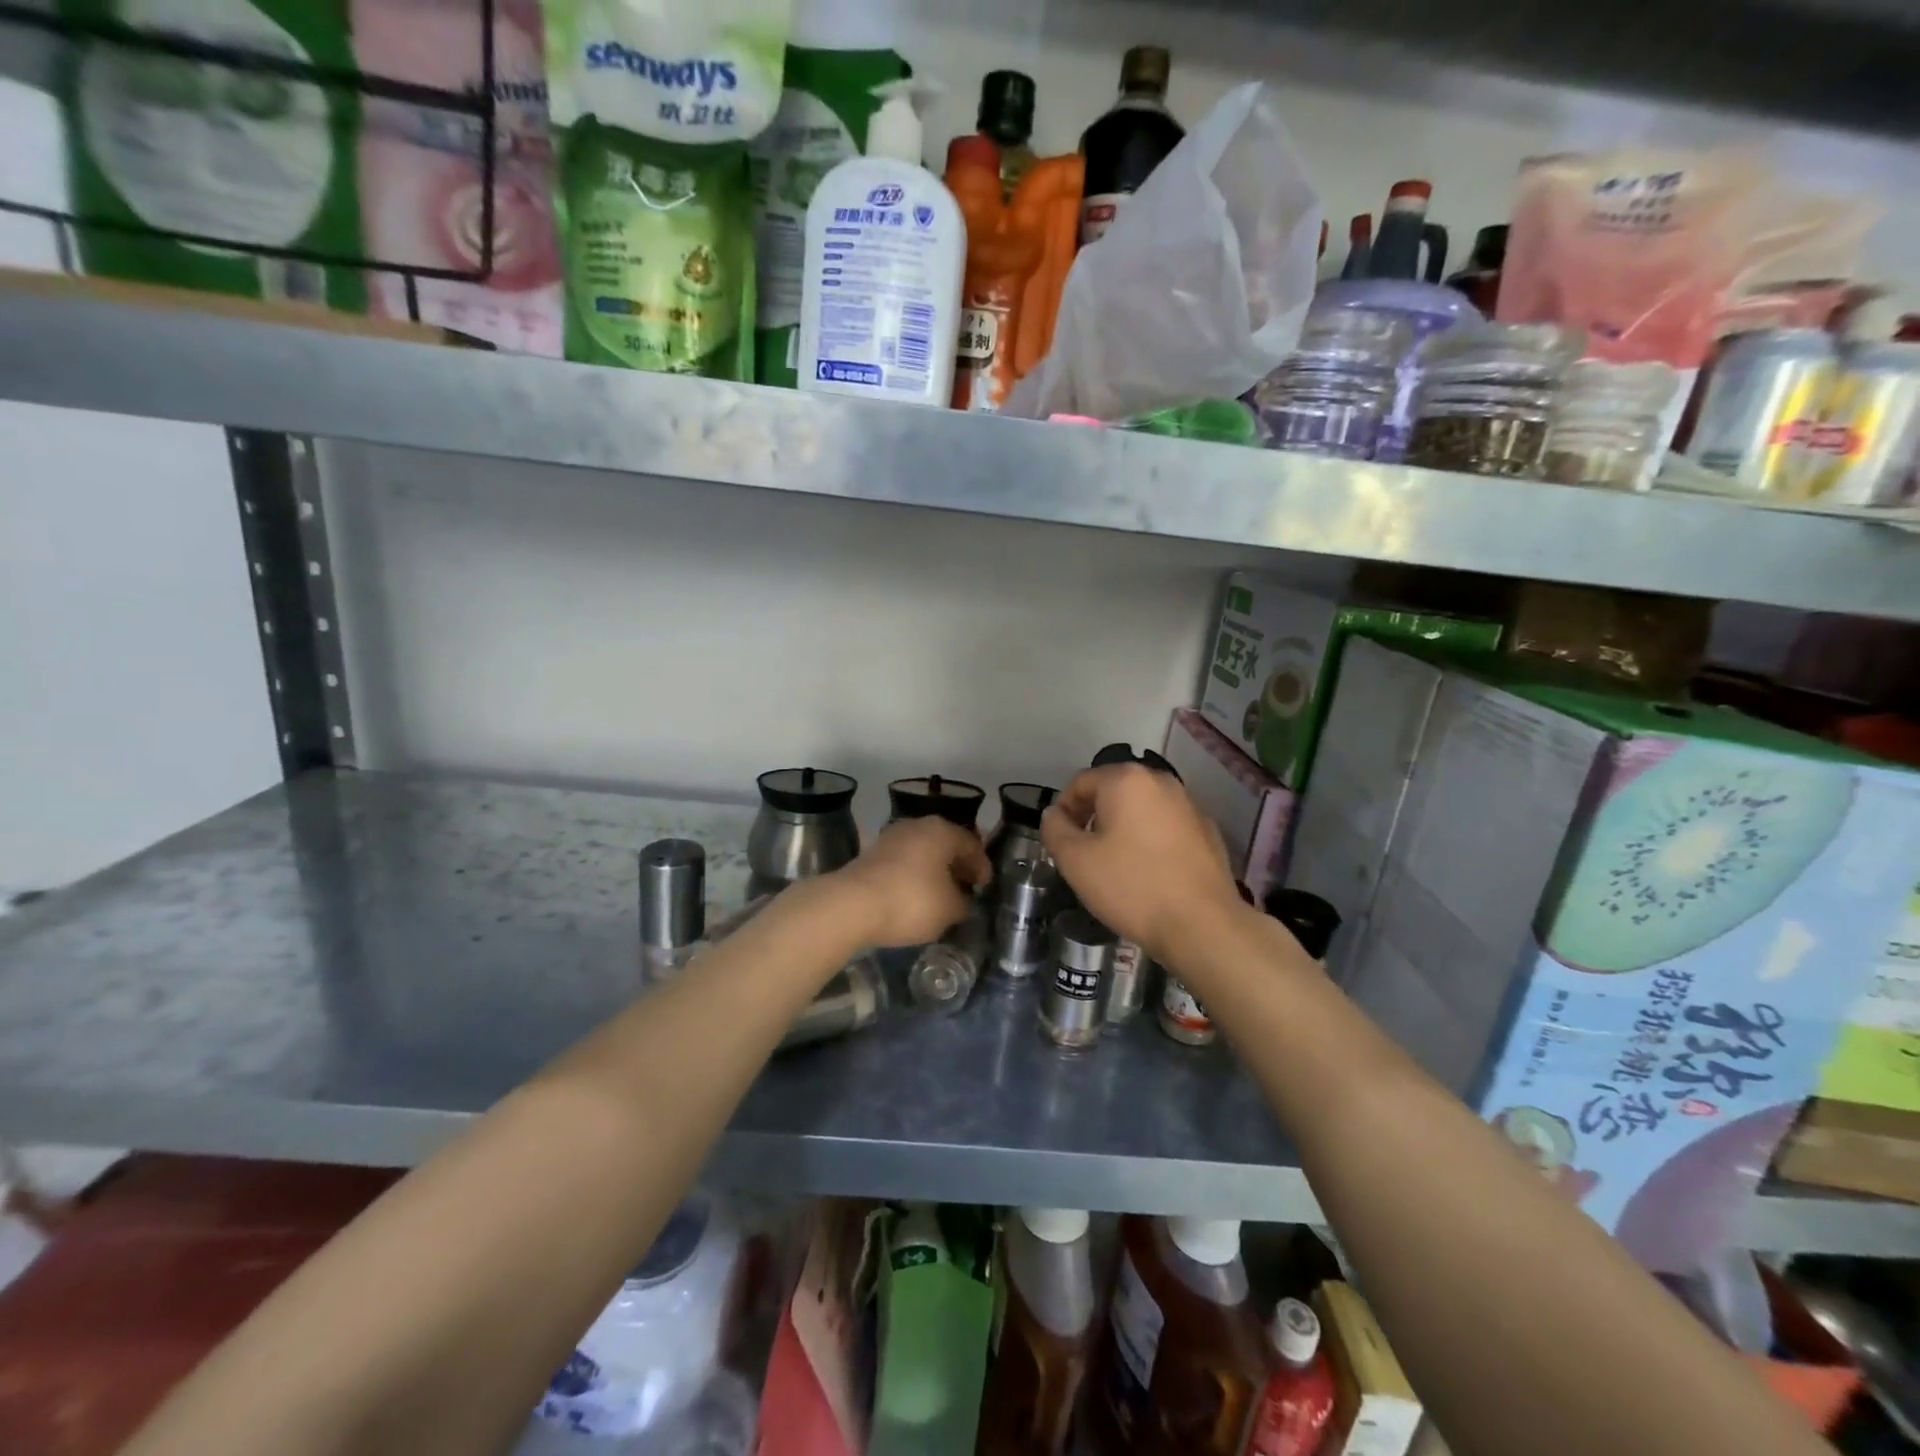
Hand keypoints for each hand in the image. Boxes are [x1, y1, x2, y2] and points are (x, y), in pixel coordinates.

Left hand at [831, 817, 989, 947]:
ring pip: (923, 851)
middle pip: (946, 843)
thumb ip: (963, 902)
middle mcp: (917, 826)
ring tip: (941, 894)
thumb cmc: (911, 901)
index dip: (982, 866)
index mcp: (942, 831)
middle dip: (957, 865)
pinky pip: (903, 862)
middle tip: (967, 887)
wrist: (852, 905)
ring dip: (934, 870)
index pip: (972, 844)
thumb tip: (961, 900)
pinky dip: (914, 875)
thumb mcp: (950, 909)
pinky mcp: (871, 853)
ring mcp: (891, 837)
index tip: (985, 885)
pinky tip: (915, 895)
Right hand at [1040, 764, 1244, 963]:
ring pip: (1142, 809)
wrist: (1202, 925)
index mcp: (1126, 780)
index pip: (1081, 783)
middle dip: (1093, 817)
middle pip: (1113, 791)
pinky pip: (1166, 827)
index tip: (1060, 841)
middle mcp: (1161, 781)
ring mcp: (1189, 805)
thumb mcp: (1075, 861)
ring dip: (1122, 827)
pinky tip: (1149, 873)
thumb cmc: (1131, 886)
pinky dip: (1151, 840)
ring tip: (1115, 865)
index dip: (1063, 810)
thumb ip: (1055, 830)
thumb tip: (1054, 814)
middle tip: (1084, 854)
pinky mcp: (1208, 831)